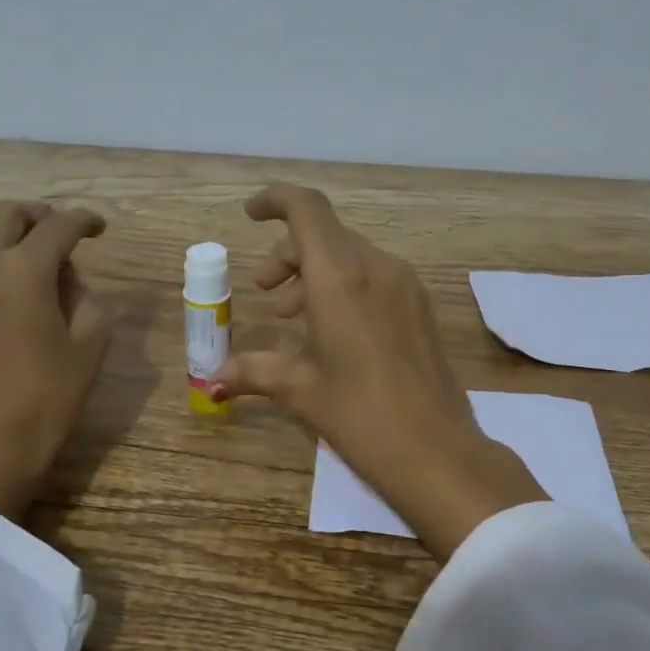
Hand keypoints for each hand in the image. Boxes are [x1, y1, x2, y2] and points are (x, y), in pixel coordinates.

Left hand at [0, 201, 111, 519]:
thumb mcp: (91, 342)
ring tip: (22, 250)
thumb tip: (65, 277)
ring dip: (1, 229)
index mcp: (25, 269)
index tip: (99, 228)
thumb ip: (84, 295)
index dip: (84, 221)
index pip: (59, 226)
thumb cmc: (50, 392)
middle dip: (38, 216)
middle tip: (59, 232)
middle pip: (7, 214)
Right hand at [212, 185, 545, 560]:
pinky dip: (344, 288)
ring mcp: (405, 285)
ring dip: (315, 274)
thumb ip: (253, 371)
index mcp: (340, 277)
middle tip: (265, 291)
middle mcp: (376, 267)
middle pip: (326, 235)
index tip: (250, 215)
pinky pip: (374, 278)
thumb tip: (214, 379)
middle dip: (288, 254)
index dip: (275, 200)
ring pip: (351, 256)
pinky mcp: (421, 307)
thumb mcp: (299, 389)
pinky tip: (331, 331)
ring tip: (291, 317)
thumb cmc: (358, 414)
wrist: (436, 450)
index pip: (306, 209)